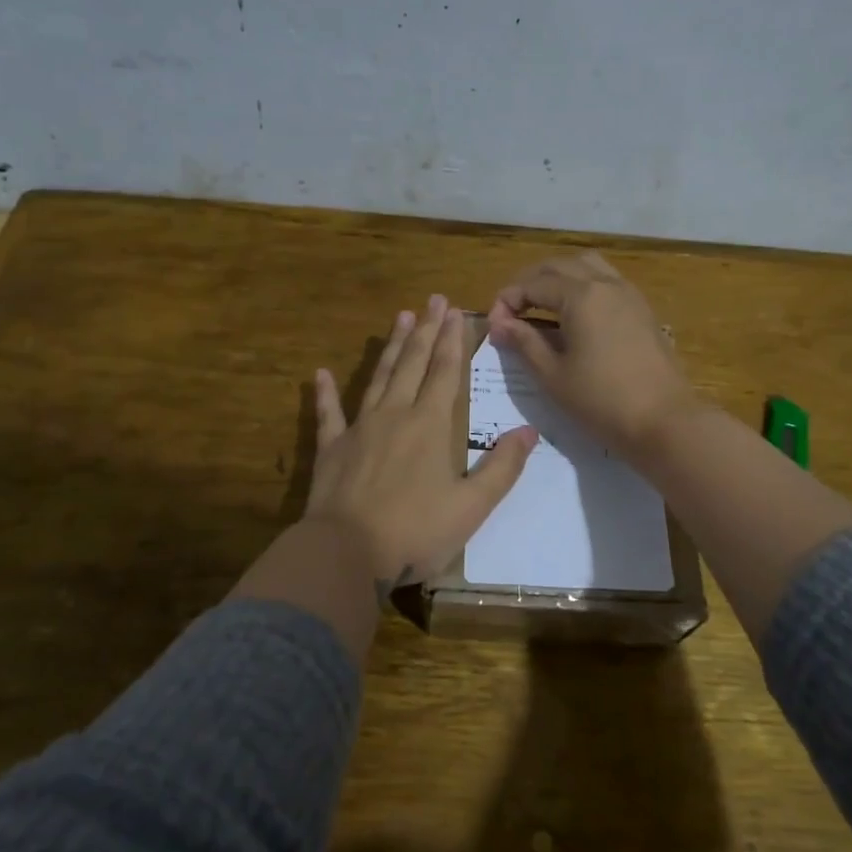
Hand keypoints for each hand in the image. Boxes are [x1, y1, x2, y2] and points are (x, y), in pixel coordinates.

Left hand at [306, 295, 537, 596]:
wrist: (346, 552)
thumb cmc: (416, 531)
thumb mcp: (471, 506)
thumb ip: (502, 467)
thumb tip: (529, 431)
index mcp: (430, 425)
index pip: (444, 372)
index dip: (452, 340)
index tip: (455, 311)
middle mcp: (395, 415)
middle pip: (412, 363)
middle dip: (425, 330)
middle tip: (432, 299)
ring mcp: (359, 429)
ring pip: (378, 377)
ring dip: (391, 347)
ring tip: (400, 317)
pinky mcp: (332, 448)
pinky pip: (328, 414)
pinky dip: (325, 393)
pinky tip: (321, 373)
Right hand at [488, 253, 700, 459]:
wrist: (664, 420)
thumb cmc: (602, 401)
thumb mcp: (553, 375)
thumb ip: (524, 343)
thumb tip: (499, 324)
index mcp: (581, 295)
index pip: (533, 284)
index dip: (508, 300)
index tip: (494, 325)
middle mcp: (606, 284)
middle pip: (559, 266)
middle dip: (530, 282)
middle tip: (513, 310)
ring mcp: (629, 294)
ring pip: (587, 266)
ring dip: (559, 277)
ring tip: (542, 305)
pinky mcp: (642, 310)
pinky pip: (607, 281)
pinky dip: (584, 286)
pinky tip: (575, 315)